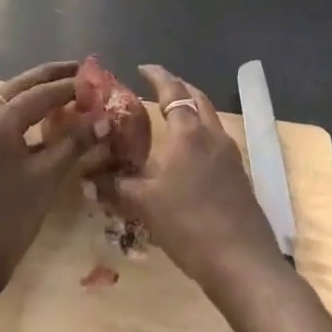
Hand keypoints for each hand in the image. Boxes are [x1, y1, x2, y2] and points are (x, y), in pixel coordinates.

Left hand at [0, 61, 111, 295]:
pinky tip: (41, 121)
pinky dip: (21, 114)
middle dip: (49, 78)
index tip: (94, 78)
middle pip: (19, 87)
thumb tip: (103, 120)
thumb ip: (74, 143)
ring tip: (64, 92)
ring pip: (7, 101)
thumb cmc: (9, 218)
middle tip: (79, 71)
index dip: (69, 85)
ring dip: (34, 95)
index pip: (40, 93)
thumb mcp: (47, 177)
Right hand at [94, 65, 284, 303]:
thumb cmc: (190, 224)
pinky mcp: (239, 176)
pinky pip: (217, 140)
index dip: (157, 76)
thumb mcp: (145, 206)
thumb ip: (115, 188)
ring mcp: (230, 155)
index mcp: (189, 133)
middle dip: (178, 87)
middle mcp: (212, 135)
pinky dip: (200, 134)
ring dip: (192, 109)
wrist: (243, 263)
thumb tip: (87, 178)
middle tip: (157, 88)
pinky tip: (188, 156)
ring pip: (210, 118)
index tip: (142, 68)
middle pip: (197, 98)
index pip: (172, 90)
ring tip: (171, 118)